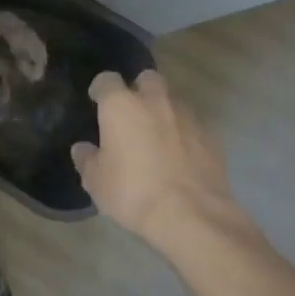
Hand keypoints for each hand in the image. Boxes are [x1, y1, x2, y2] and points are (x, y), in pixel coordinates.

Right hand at [72, 70, 240, 248]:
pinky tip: (181, 158)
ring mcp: (187, 117)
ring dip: (164, 113)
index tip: (97, 102)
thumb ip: (87, 160)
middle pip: (147, 79)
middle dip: (139, 90)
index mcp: (121, 105)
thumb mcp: (97, 182)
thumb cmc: (133, 192)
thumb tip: (83, 149)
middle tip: (132, 114)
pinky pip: (193, 127)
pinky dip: (185, 136)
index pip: (107, 80)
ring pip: (173, 102)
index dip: (101, 89)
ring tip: (158, 138)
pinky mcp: (211, 138)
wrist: (192, 216)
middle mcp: (155, 102)